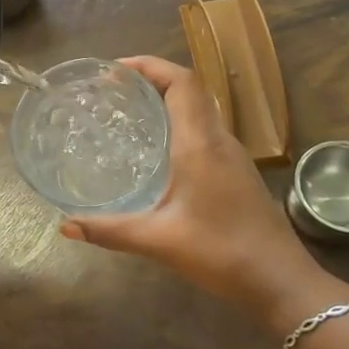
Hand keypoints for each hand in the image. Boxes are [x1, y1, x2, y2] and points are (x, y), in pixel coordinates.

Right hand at [60, 57, 329, 325]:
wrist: (283, 284)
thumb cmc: (223, 254)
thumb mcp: (159, 240)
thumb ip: (110, 231)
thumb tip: (65, 226)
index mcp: (200, 144)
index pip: (182, 82)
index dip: (149, 65)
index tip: (114, 71)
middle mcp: (218, 140)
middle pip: (188, 89)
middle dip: (150, 78)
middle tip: (109, 90)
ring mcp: (231, 155)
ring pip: (197, 109)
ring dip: (164, 99)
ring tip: (125, 111)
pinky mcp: (236, 171)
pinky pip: (202, 130)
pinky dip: (176, 122)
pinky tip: (153, 148)